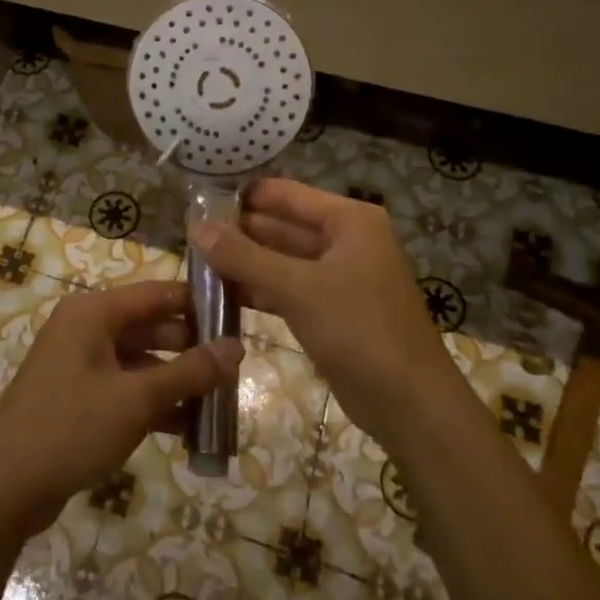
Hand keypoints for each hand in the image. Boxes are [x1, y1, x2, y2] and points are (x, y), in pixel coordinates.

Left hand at [0, 279, 243, 535]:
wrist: (5, 488)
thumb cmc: (71, 428)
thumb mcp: (137, 399)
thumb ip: (189, 371)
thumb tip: (238, 347)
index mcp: (93, 312)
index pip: (158, 293)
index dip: (199, 303)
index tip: (240, 318)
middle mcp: (86, 329)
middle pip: (152, 328)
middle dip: (193, 351)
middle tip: (237, 371)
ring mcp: (81, 364)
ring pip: (142, 363)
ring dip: (178, 384)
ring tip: (221, 407)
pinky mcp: (80, 397)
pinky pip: (127, 389)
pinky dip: (155, 405)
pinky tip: (189, 432)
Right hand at [191, 179, 450, 448]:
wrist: (410, 405)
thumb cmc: (359, 331)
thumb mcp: (298, 288)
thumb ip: (244, 256)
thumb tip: (195, 226)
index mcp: (349, 220)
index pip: (285, 194)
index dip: (243, 195)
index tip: (198, 201)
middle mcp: (346, 240)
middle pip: (283, 225)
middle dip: (240, 231)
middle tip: (189, 235)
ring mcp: (341, 276)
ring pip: (283, 259)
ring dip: (246, 262)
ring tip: (196, 261)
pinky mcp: (333, 310)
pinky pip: (289, 288)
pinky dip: (260, 288)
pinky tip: (223, 293)